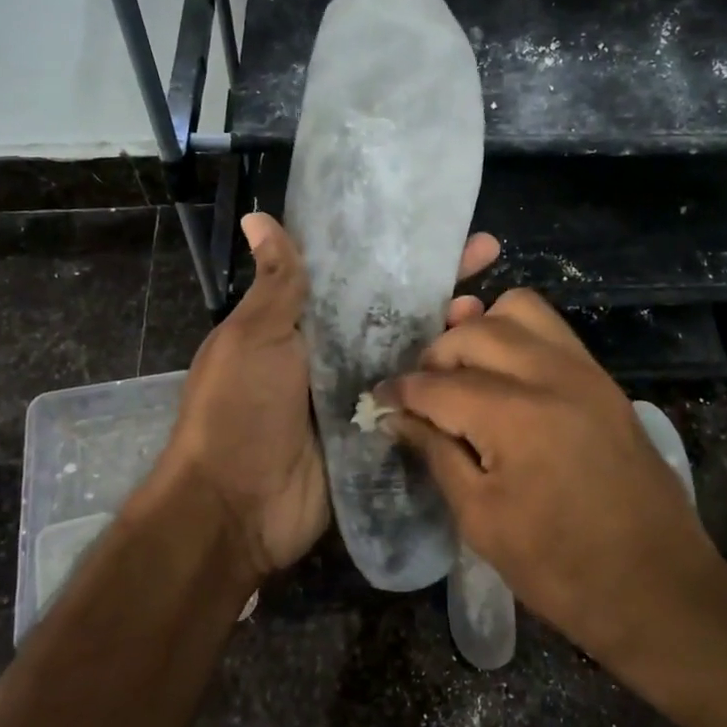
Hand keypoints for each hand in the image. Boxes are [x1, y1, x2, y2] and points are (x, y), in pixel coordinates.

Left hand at [162, 213, 499, 579]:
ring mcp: (360, 396)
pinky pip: (417, 404)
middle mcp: (336, 355)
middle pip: (396, 313)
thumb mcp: (253, 339)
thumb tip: (258, 217)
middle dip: (438, 283)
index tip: (440, 226)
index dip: (398, 252)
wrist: (236, 508)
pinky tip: (486, 367)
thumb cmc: (238, 411)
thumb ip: (277, 285)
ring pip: (414, 356)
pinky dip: (447, 386)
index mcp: (304, 325)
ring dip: (450, 332)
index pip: (360, 276)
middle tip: (488, 253)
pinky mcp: (378, 435)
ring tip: (491, 310)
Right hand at [378, 290, 718, 660]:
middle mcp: (551, 376)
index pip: (438, 385)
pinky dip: (519, 339)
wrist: (659, 588)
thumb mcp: (481, 519)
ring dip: (482, 332)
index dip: (401, 391)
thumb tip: (397, 417)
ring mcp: (586, 373)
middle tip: (423, 393)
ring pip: (521, 310)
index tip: (379, 398)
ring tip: (466, 372)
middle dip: (436, 355)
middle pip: (476, 330)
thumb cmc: (560, 568)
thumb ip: (436, 454)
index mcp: (515, 416)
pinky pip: (553, 333)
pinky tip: (506, 380)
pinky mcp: (606, 383)